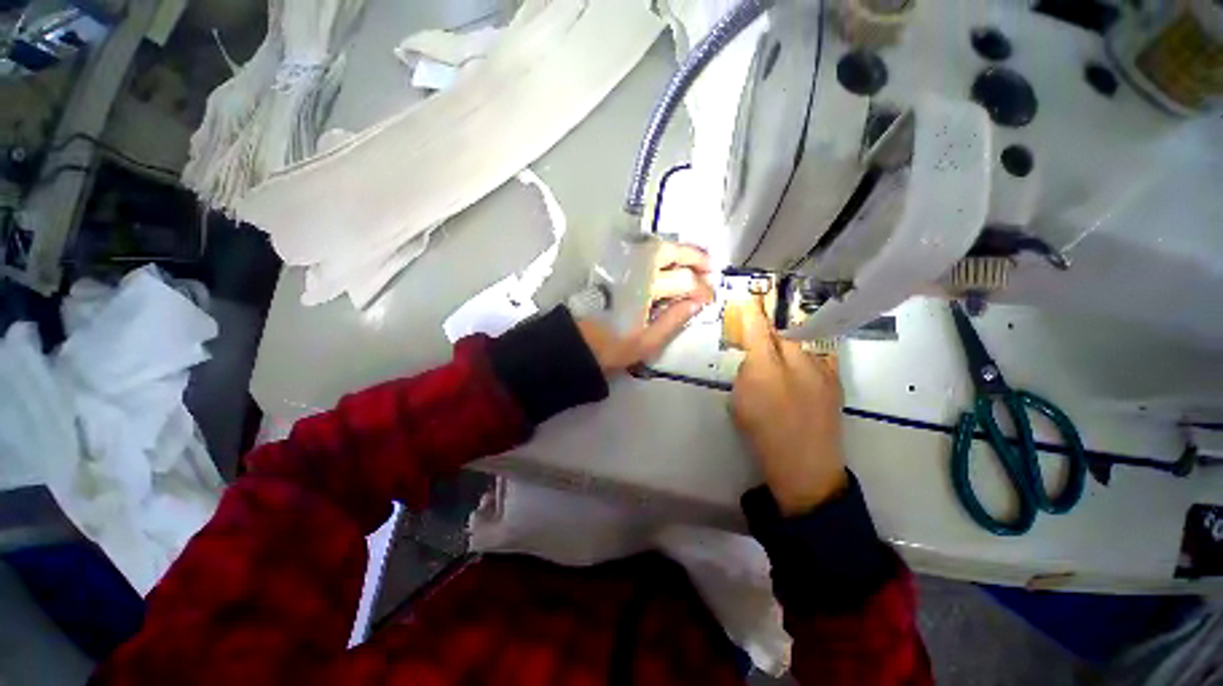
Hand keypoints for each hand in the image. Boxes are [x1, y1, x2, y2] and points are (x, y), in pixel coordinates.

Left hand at [578, 242, 714, 374]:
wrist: (578, 344)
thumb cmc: (612, 347)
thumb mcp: (647, 342)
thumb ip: (673, 320)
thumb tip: (696, 303)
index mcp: (644, 291)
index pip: (682, 281)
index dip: (701, 288)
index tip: (710, 299)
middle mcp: (634, 271)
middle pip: (669, 252)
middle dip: (694, 256)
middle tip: (711, 267)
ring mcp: (623, 267)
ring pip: (656, 248)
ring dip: (680, 251)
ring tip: (697, 262)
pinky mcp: (615, 269)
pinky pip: (644, 254)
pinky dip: (663, 255)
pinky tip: (672, 265)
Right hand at [732, 297, 847, 514]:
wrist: (805, 464)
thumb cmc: (762, 434)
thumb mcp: (739, 402)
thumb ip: (745, 373)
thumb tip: (753, 357)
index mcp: (765, 371)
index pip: (757, 331)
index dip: (752, 312)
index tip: (748, 297)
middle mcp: (796, 364)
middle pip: (783, 332)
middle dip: (772, 330)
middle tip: (763, 337)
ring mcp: (821, 371)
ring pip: (802, 344)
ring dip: (789, 345)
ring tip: (783, 361)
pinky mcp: (836, 381)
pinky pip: (819, 357)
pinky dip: (806, 358)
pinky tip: (800, 370)